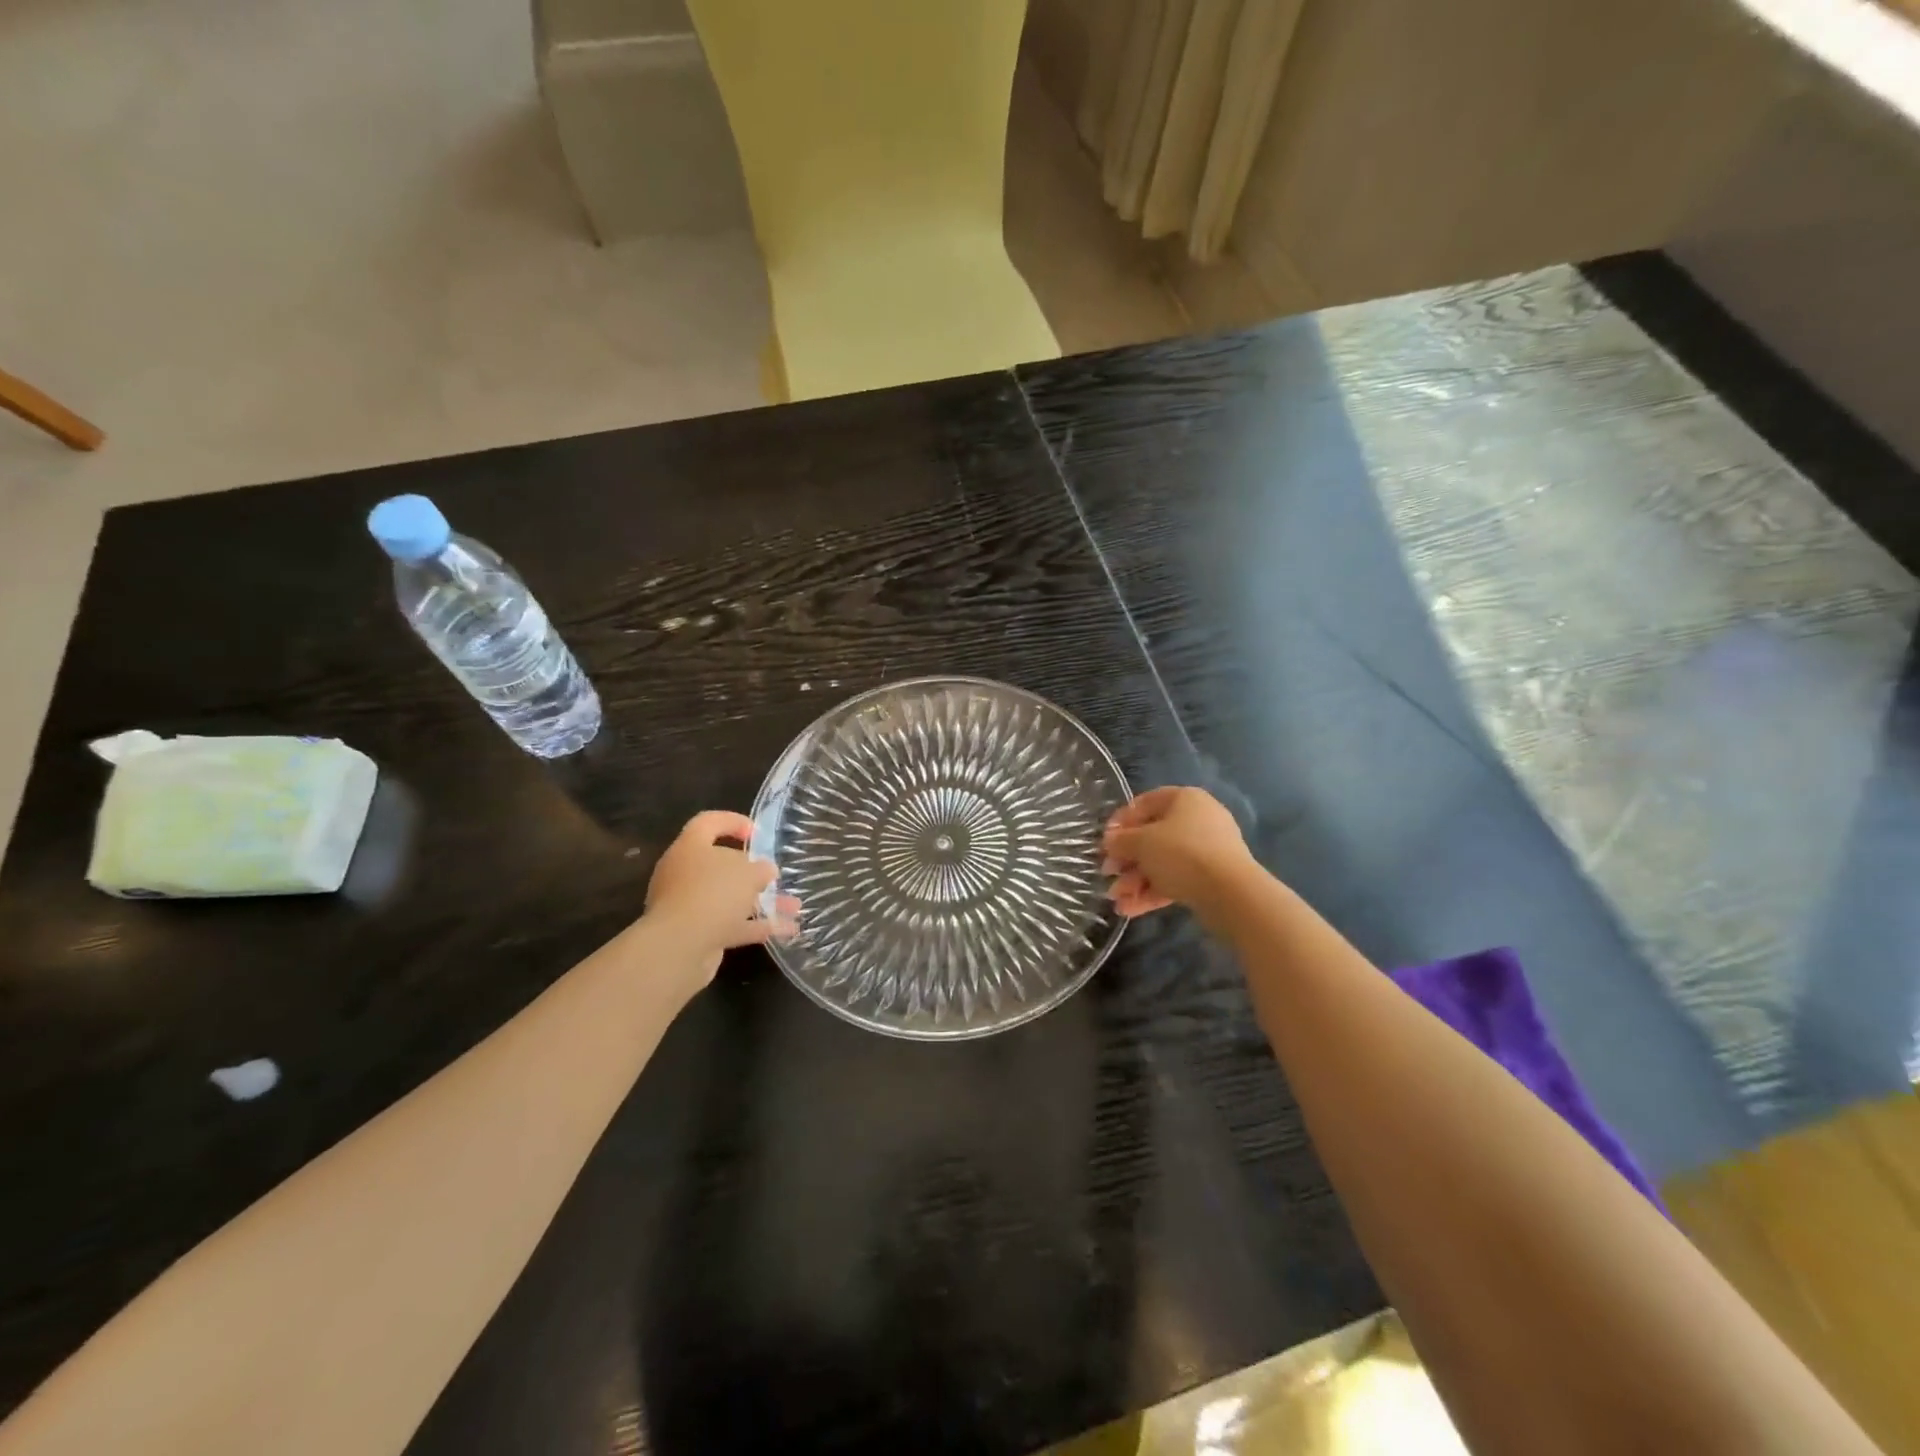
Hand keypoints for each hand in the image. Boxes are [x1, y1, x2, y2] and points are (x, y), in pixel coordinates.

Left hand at [645, 812, 798, 978]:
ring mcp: (689, 906)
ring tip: (794, 906)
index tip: (757, 833)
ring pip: (729, 898)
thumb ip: (761, 868)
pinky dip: (757, 926)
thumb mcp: (748, 873)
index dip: (733, 822)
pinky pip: (731, 924)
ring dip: (762, 902)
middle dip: (753, 872)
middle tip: (774, 876)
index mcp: (690, 848)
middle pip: (720, 865)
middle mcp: (684, 874)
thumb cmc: (713, 894)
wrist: (679, 949)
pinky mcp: (697, 934)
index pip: (708, 823)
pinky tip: (786, 929)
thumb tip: (765, 871)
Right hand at [1103, 787, 1256, 920]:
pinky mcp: (1210, 878)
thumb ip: (1121, 840)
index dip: (1121, 821)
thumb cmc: (1181, 852)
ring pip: (1162, 862)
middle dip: (1126, 859)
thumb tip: (1110, 841)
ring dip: (1135, 880)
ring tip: (1116, 900)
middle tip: (1107, 873)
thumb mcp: (1141, 842)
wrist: (1230, 892)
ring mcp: (1207, 850)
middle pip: (1152, 837)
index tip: (1104, 840)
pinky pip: (1175, 880)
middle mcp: (1198, 820)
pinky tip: (1129, 909)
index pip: (1145, 803)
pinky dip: (1152, 892)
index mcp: (1184, 799)